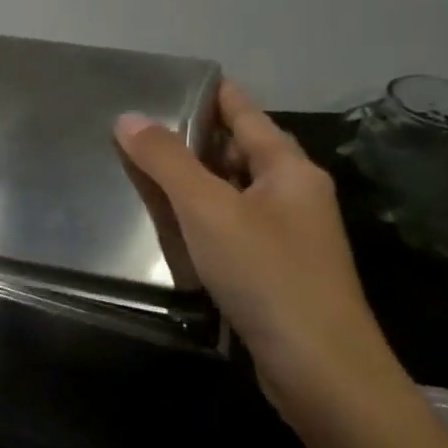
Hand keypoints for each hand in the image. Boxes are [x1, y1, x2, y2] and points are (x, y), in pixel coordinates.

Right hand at [114, 82, 399, 417]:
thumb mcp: (208, 209)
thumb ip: (167, 161)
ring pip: (235, 191)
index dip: (215, 94)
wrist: (319, 367)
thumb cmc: (267, 273)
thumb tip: (128, 117)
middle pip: (242, 151)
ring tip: (148, 168)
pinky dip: (203, 216)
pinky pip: (233, 226)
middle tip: (144, 126)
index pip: (247, 115)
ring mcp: (288, 235)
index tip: (177, 79)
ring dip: (197, 179)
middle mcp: (295, 195)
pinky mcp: (276, 271)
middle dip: (198, 136)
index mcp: (289, 170)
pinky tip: (174, 225)